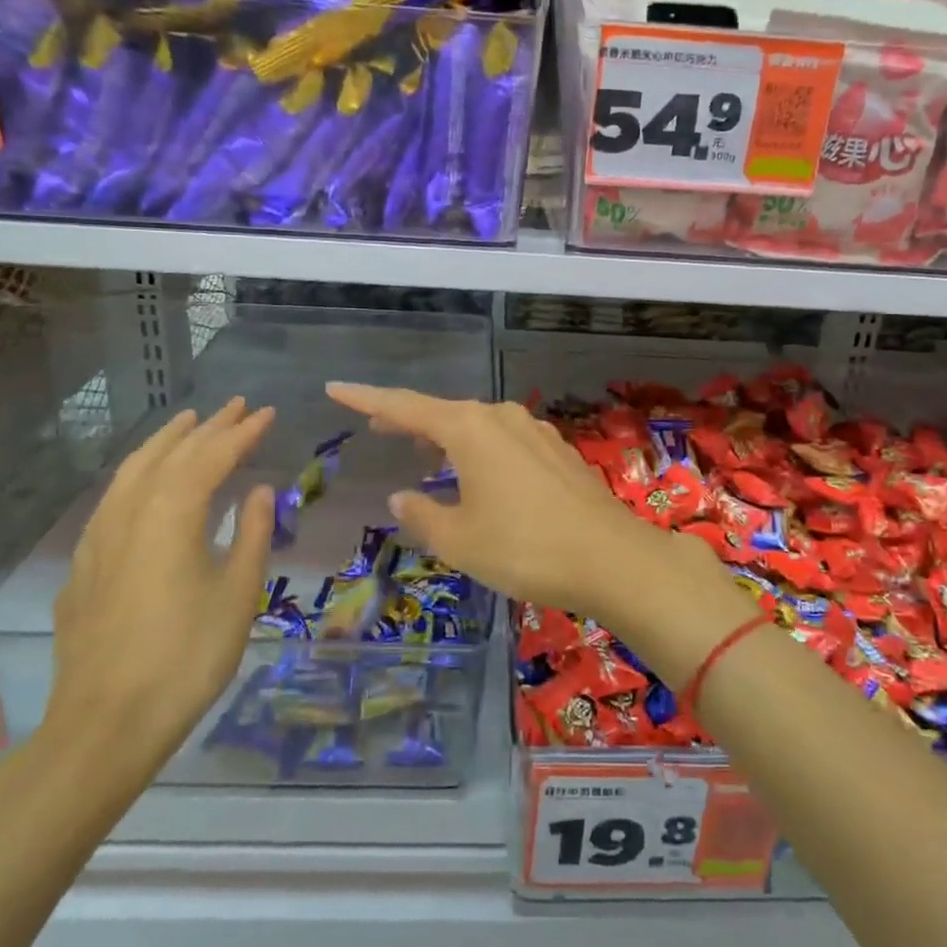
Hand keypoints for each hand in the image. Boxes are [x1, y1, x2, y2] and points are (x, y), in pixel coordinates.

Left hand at [43, 398, 275, 780]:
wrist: (105, 723)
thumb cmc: (186, 656)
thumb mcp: (237, 593)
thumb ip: (252, 533)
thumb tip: (259, 491)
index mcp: (171, 515)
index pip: (211, 456)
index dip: (242, 432)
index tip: (267, 413)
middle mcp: (130, 513)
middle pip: (170, 454)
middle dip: (206, 427)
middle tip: (236, 407)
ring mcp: (99, 538)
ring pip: (133, 470)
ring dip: (165, 442)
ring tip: (188, 423)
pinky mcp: (85, 564)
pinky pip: (114, 497)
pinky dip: (138, 473)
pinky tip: (146, 482)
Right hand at [326, 382, 711, 626]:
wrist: (610, 557)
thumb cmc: (524, 548)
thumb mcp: (460, 540)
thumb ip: (423, 514)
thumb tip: (402, 496)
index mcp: (469, 429)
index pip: (405, 407)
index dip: (366, 399)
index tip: (335, 388)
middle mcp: (501, 418)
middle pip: (443, 413)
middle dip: (408, 420)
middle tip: (377, 427)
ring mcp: (534, 432)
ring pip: (477, 426)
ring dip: (446, 437)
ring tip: (424, 455)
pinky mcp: (557, 451)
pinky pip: (504, 441)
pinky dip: (479, 450)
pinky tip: (478, 474)